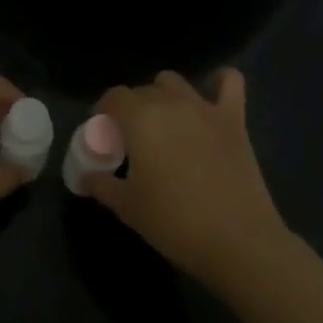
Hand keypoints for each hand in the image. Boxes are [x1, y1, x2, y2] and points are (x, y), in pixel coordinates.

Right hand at [86, 69, 290, 288]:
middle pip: (141, 90)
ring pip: (174, 82)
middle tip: (128, 141)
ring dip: (162, 96)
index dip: (102, 113)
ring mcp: (205, 108)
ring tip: (162, 124)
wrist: (237, 240)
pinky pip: (229, 82)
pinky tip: (210, 97)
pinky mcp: (234, 119)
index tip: (101, 137)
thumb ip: (101, 185)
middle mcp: (171, 103)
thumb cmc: (173, 221)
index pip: (113, 97)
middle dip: (130, 109)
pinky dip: (218, 83)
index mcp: (140, 118)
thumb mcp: (126, 207)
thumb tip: (86, 177)